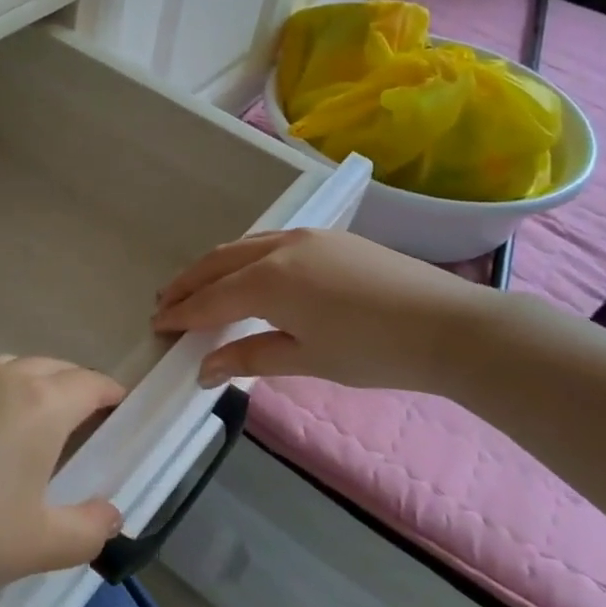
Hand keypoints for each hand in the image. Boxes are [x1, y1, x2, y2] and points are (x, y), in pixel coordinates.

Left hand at [0, 357, 126, 606]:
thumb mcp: (40, 545)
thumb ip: (90, 529)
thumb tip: (112, 515)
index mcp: (41, 404)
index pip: (90, 384)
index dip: (111, 395)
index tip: (120, 412)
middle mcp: (2, 378)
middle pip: (52, 367)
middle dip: (75, 386)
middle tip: (82, 421)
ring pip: (8, 366)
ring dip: (30, 382)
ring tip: (30, 417)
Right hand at [153, 229, 492, 393]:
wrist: (448, 325)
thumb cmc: (373, 351)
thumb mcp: (306, 358)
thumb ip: (250, 357)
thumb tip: (203, 369)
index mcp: (268, 281)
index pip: (210, 299)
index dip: (181, 313)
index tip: (157, 325)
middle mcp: (279, 248)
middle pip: (218, 262)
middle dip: (188, 283)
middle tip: (165, 302)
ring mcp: (306, 237)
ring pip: (244, 246)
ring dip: (214, 266)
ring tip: (197, 286)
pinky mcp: (329, 237)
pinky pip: (270, 242)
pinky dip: (245, 257)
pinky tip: (247, 273)